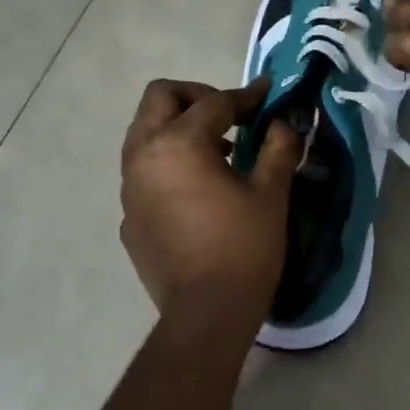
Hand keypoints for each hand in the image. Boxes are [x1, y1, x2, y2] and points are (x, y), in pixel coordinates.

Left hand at [120, 78, 302, 333]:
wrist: (206, 314)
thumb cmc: (243, 248)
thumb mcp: (270, 193)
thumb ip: (277, 147)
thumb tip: (282, 123)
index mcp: (177, 144)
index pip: (213, 103)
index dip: (245, 96)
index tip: (267, 95)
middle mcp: (143, 157)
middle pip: (159, 98)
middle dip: (195, 96)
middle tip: (229, 114)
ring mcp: (129, 188)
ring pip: (144, 134)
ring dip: (177, 128)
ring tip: (217, 152)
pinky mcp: (128, 217)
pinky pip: (143, 172)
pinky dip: (167, 165)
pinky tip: (196, 192)